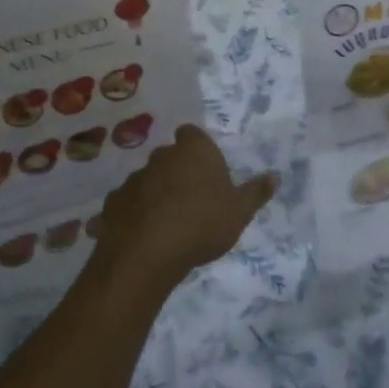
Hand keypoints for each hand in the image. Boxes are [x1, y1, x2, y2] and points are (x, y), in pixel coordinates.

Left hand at [92, 125, 278, 295]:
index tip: (205, 167)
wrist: (147, 253)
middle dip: (177, 171)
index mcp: (193, 151)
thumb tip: (275, 176)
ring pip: (147, 180)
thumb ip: (256, 192)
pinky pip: (126, 204)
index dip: (197, 147)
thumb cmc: (202, 224)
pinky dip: (133, 214)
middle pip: (169, 156)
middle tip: (190, 198)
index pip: (192, 134)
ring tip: (166, 221)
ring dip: (154, 193)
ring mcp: (134, 179)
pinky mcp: (113, 203)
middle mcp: (162, 157)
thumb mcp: (239, 211)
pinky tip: (141, 235)